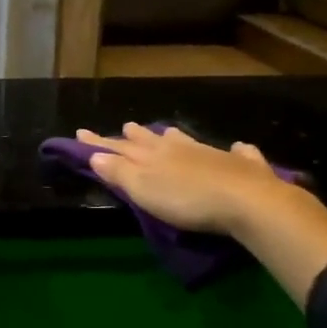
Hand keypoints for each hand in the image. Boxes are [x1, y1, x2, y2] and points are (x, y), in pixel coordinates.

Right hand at [77, 124, 299, 241]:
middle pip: (152, 140)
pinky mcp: (243, 166)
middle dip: (135, 135)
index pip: (118, 147)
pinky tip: (239, 147)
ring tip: (167, 132)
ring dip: (174, 137)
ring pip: (187, 141)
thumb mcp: (144, 190)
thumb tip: (95, 155)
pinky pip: (238, 153)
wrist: (247, 200)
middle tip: (126, 127)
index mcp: (152, 156)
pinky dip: (236, 150)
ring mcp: (213, 154)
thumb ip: (119, 172)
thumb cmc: (187, 200)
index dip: (98, 143)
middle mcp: (179, 149)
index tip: (80, 133)